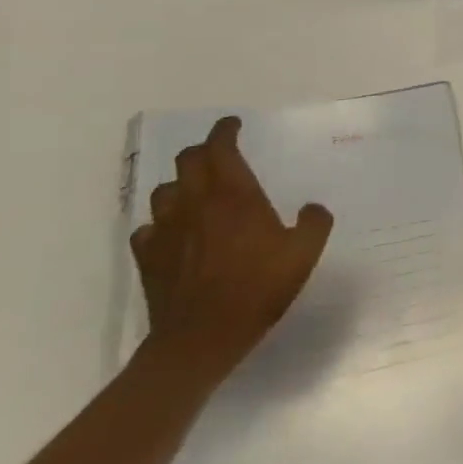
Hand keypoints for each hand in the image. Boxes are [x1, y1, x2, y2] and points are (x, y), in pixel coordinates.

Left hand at [131, 116, 333, 382]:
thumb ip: (314, 223)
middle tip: (220, 155)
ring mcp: (167, 229)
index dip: (224, 130)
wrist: (201, 338)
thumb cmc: (257, 288)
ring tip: (196, 193)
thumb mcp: (304, 254)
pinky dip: (162, 223)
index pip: (220, 147)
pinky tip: (174, 234)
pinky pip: (148, 228)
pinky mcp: (148, 257)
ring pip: (165, 190)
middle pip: (188, 161)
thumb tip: (312, 208)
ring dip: (181, 185)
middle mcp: (196, 203)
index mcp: (233, 195)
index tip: (233, 124)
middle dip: (204, 151)